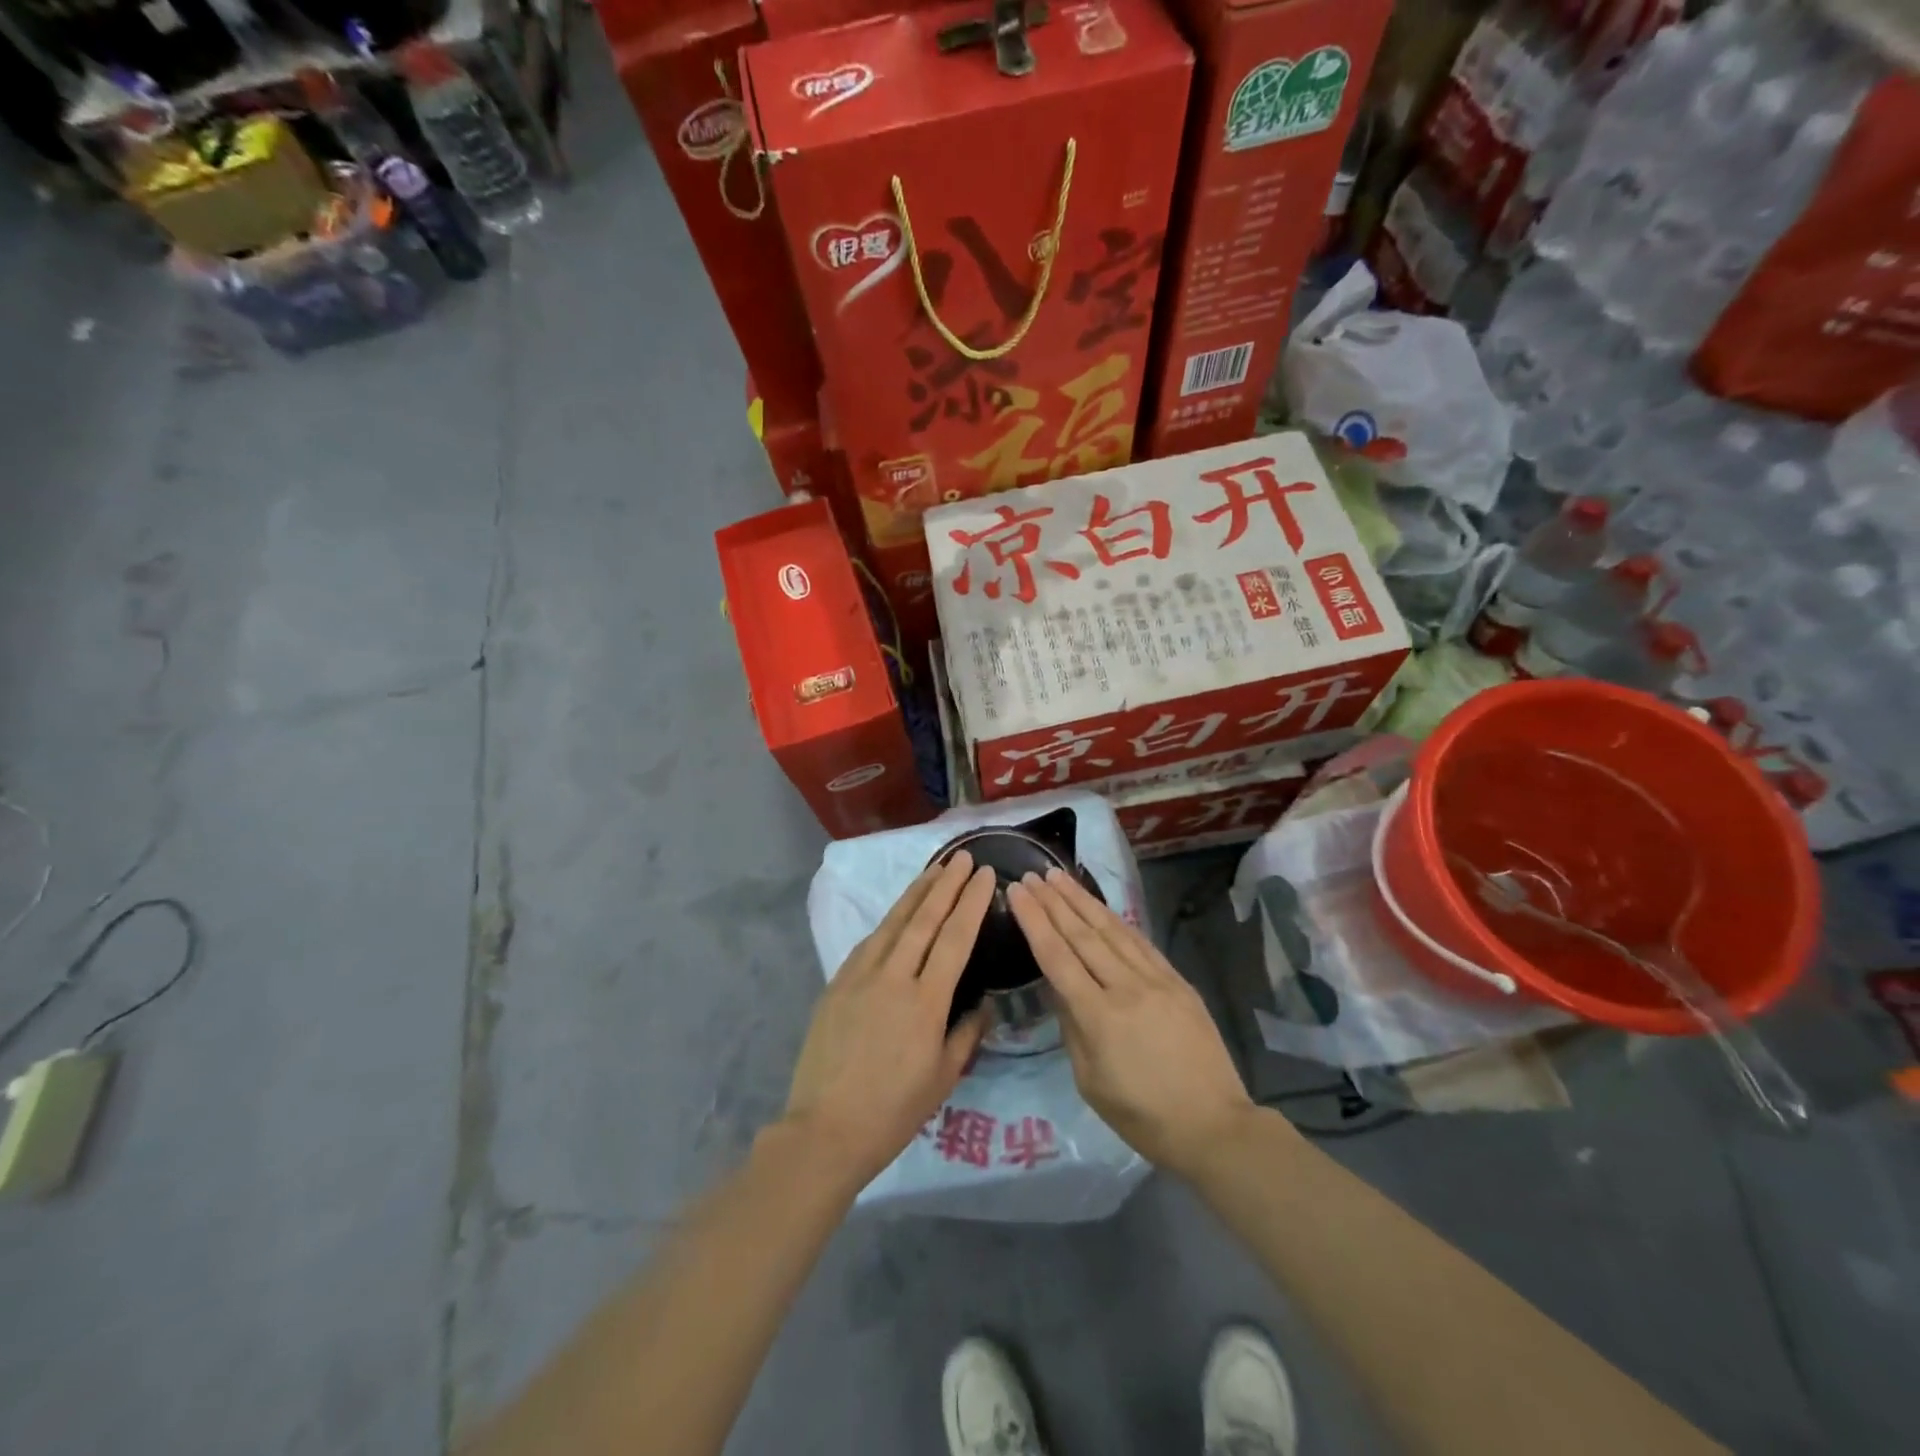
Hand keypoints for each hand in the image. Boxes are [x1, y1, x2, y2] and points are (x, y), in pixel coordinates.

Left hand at [783, 853, 995, 1188]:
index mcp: (926, 1002)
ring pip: (893, 923)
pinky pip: (869, 942)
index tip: (985, 875)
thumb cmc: (893, 1111)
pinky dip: (889, 921)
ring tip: (935, 869)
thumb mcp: (944, 1077)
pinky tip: (898, 912)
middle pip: (924, 919)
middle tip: (963, 857)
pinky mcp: (837, 984)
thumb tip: (983, 1003)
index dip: (972, 903)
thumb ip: (967, 1033)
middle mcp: (893, 978)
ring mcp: (860, 977)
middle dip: (946, 884)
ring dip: (916, 893)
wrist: (825, 1129)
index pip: (954, 938)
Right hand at [1008, 869, 1255, 1179]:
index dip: (1034, 920)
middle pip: (1082, 934)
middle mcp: (1126, 987)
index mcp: (1098, 1016)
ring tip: (1060, 876)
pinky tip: (1101, 906)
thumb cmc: (1142, 1116)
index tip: (1017, 891)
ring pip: (1112, 930)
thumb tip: (1059, 987)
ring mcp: (1156, 980)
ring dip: (1082, 900)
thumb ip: (1071, 1027)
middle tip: (1032, 874)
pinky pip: (1140, 942)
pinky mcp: (1177, 981)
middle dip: (1053, 901)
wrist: (1214, 1125)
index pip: (1057, 956)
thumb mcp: (1090, 1081)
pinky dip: (1116, 920)